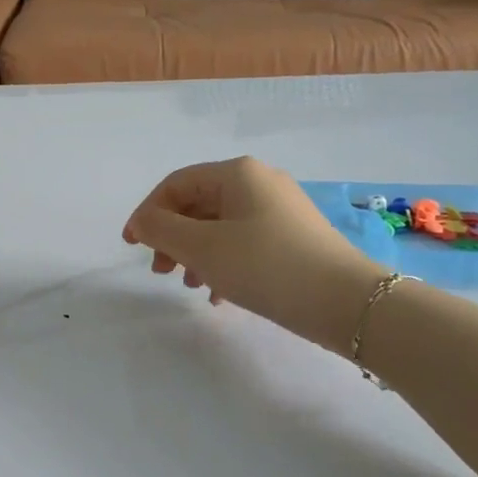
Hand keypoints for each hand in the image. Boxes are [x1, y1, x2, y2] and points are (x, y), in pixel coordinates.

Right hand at [122, 157, 384, 349]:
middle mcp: (259, 182)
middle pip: (197, 204)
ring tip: (188, 285)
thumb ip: (160, 230)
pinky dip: (222, 262)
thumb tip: (142, 222)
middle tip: (160, 271)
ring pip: (219, 226)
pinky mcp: (293, 237)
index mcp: (236, 174)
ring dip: (194, 253)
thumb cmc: (265, 265)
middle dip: (171, 237)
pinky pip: (243, 242)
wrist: (346, 302)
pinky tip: (218, 294)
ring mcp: (280, 209)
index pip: (175, 184)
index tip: (131, 246)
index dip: (147, 213)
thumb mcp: (202, 247)